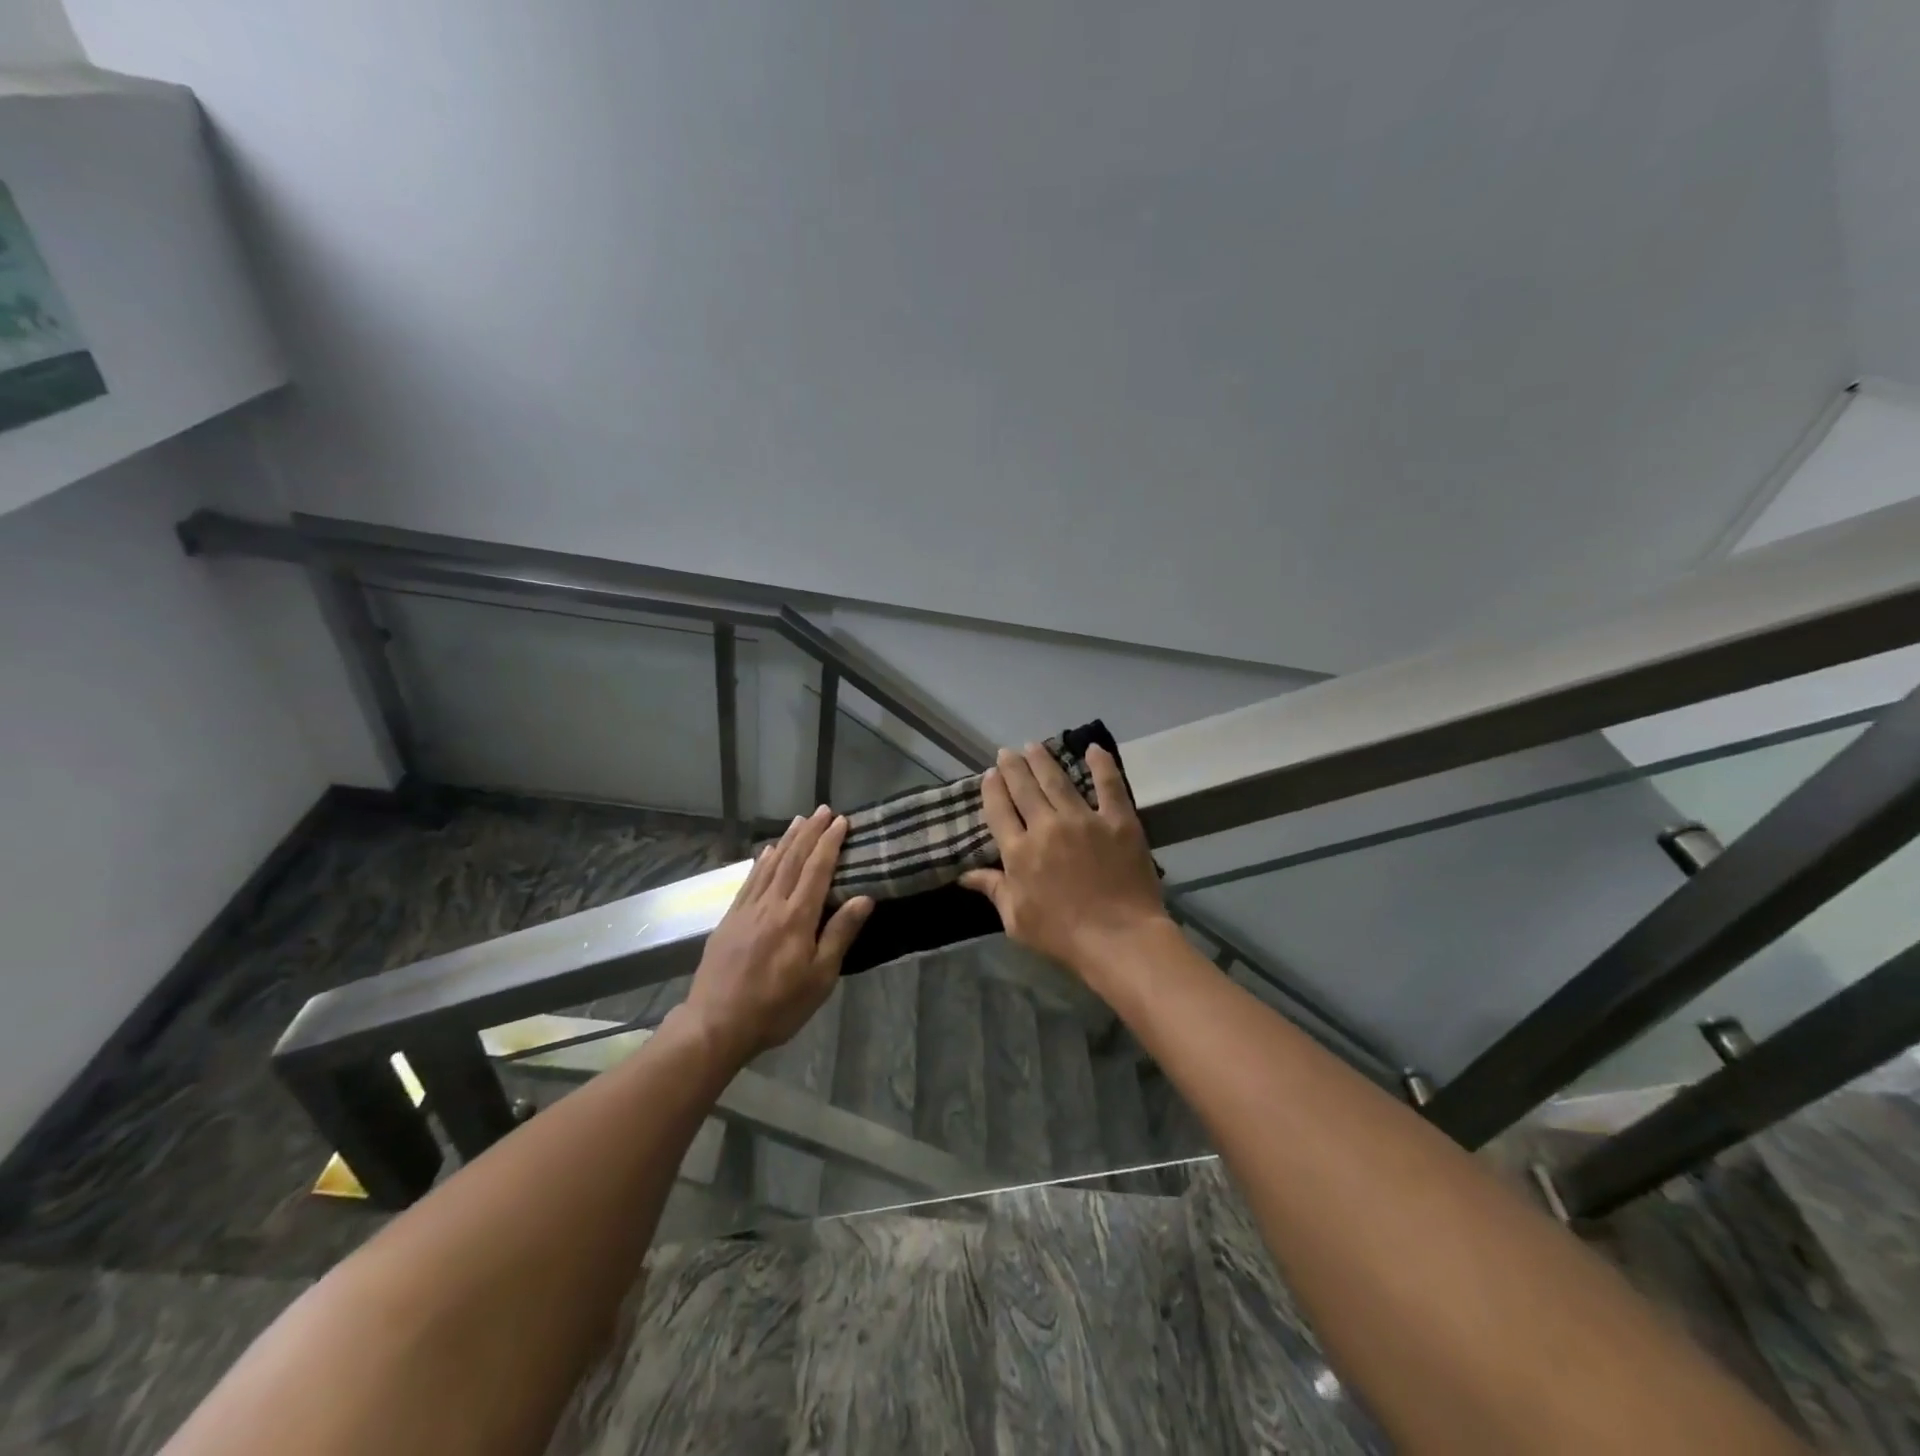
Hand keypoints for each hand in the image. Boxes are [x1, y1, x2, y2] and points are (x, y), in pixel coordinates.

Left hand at [680, 807, 873, 1064]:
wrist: (716, 1024)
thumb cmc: (777, 1006)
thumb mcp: (819, 978)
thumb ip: (839, 934)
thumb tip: (864, 898)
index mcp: (797, 918)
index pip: (817, 870)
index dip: (830, 843)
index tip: (841, 820)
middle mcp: (771, 905)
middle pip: (793, 860)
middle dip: (810, 833)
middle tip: (822, 809)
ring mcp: (746, 910)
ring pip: (770, 865)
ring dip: (786, 840)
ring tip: (798, 820)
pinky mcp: (729, 920)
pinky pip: (749, 881)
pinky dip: (760, 862)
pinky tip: (765, 852)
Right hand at [960, 743, 1170, 985]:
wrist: (1119, 939)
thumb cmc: (1063, 936)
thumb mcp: (1016, 920)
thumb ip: (994, 890)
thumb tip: (965, 875)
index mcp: (1019, 852)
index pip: (999, 810)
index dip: (992, 789)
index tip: (989, 775)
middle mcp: (1046, 826)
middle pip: (1024, 788)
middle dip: (1013, 767)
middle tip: (1007, 752)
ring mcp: (1084, 820)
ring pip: (1058, 780)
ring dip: (1043, 760)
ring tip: (1034, 745)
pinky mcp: (1118, 821)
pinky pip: (1109, 785)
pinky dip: (1101, 764)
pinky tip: (1093, 748)